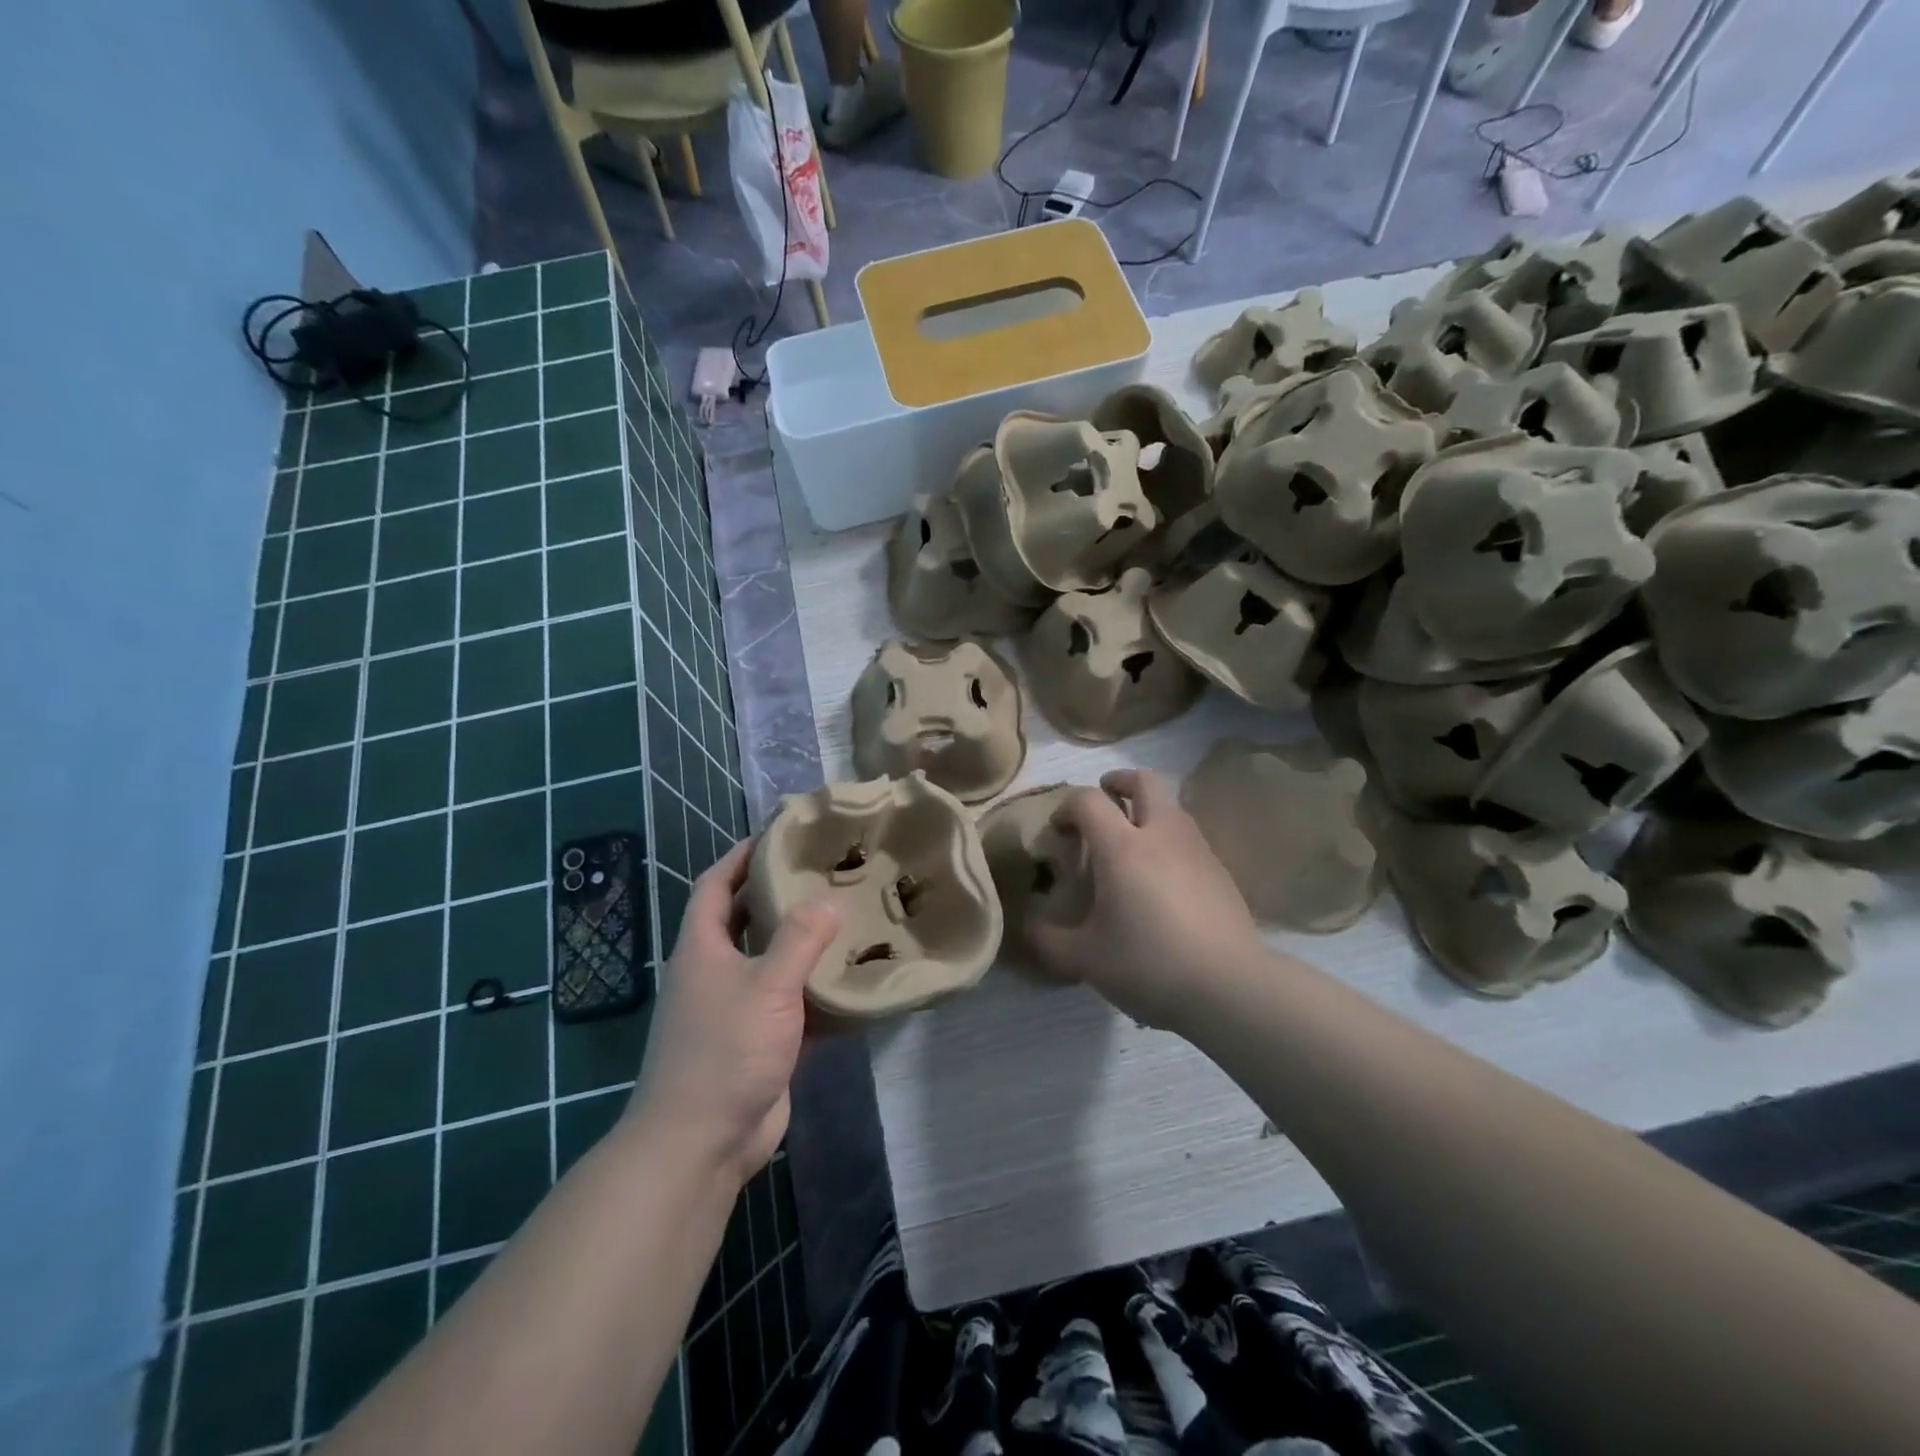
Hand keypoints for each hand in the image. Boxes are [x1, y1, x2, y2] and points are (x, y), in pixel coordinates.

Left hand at [630, 839, 837, 1188]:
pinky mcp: (759, 1041)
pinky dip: (815, 990)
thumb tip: (827, 900)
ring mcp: (736, 1008)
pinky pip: (791, 1003)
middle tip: (823, 872)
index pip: (716, 885)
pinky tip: (851, 979)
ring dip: (801, 942)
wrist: (701, 1143)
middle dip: (777, 894)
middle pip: (745, 919)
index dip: (741, 856)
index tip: (778, 834)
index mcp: (703, 948)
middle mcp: (715, 972)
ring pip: (771, 961)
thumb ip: (799, 940)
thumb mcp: (767, 987)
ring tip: (845, 916)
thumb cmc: (724, 1052)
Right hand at [1029, 769, 1262, 1030]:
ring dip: (1147, 810)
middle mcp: (1161, 834)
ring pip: (1171, 806)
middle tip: (1103, 802)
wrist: (1231, 988)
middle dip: (1118, 782)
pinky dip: (1169, 840)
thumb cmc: (1149, 965)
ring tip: (1132, 844)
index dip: (1067, 807)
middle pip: (1143, 781)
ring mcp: (1197, 849)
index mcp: (1122, 847)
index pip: (1088, 800)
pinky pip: (1189, 837)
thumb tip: (1029, 924)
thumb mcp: (1084, 960)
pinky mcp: (1220, 871)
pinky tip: (1162, 879)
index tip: (1059, 831)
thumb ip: (1048, 939)